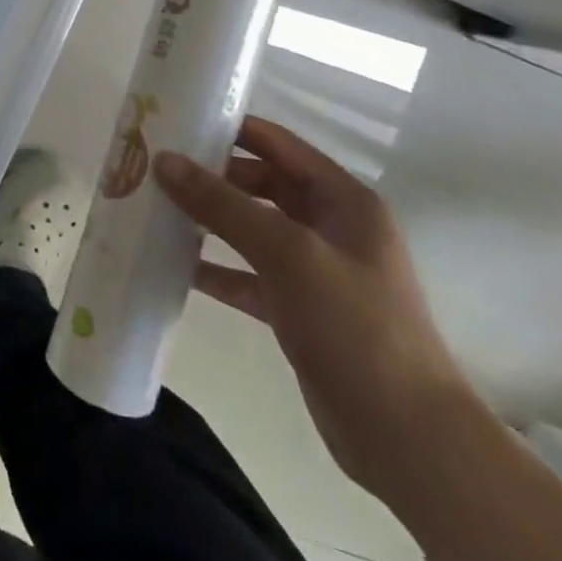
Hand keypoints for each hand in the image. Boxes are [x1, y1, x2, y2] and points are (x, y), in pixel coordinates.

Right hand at [154, 117, 473, 499]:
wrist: (407, 439)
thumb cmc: (355, 326)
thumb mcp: (287, 253)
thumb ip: (223, 204)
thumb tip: (164, 160)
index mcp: (343, 200)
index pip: (277, 144)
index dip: (229, 128)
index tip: (175, 121)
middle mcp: (330, 227)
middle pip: (260, 183)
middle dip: (210, 175)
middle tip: (154, 167)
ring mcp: (315, 270)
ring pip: (251, 228)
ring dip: (208, 220)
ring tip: (154, 208)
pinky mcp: (299, 309)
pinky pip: (247, 274)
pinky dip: (215, 268)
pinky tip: (175, 265)